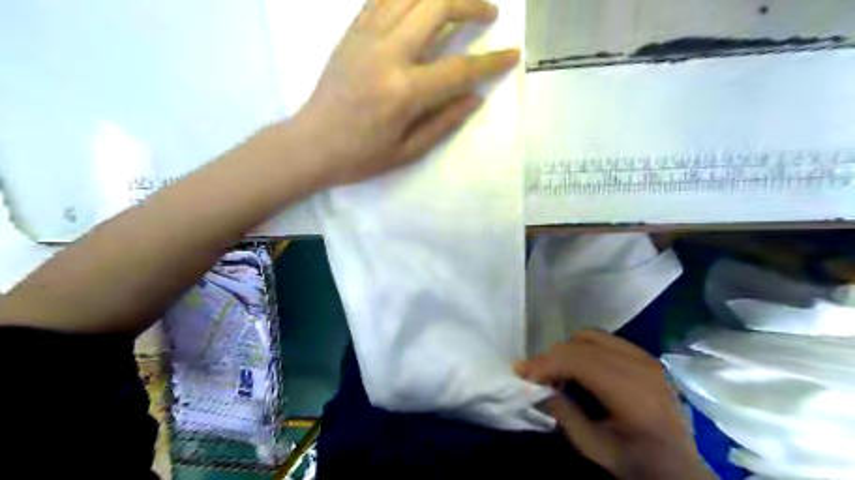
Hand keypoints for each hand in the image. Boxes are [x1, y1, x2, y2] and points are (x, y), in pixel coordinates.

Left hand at [293, 0, 519, 187]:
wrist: (310, 144)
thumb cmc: (360, 157)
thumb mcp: (408, 151)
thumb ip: (444, 122)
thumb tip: (475, 97)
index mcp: (403, 92)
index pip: (459, 68)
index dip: (490, 61)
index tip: (512, 54)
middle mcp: (386, 55)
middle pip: (435, 7)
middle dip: (469, 4)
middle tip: (488, 13)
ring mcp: (365, 38)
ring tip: (457, 4)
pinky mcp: (351, 33)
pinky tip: (420, 5)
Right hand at [518, 332, 711, 479]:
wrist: (682, 469)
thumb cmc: (640, 465)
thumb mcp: (596, 449)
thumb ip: (565, 415)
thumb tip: (538, 388)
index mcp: (633, 393)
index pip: (578, 361)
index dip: (545, 363)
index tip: (521, 373)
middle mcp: (641, 366)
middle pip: (581, 344)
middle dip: (552, 357)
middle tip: (536, 377)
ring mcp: (645, 357)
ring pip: (590, 336)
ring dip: (568, 351)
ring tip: (559, 374)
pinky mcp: (644, 355)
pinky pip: (603, 340)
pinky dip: (583, 349)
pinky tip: (580, 370)